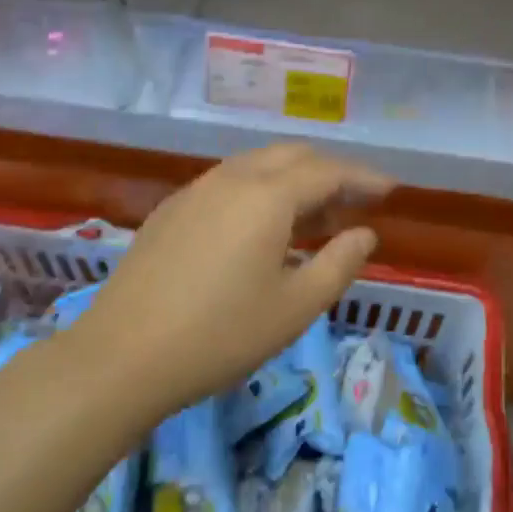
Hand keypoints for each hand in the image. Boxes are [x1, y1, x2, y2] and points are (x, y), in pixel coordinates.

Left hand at [80, 144, 393, 416]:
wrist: (122, 354)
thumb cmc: (220, 335)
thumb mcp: (295, 307)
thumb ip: (339, 264)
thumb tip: (364, 233)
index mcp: (268, 196)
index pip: (329, 171)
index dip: (364, 177)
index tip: (390, 190)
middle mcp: (233, 178)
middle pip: (293, 156)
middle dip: (329, 172)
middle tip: (354, 203)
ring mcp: (197, 189)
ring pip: (258, 165)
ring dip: (293, 180)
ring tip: (314, 215)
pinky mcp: (172, 208)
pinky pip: (229, 181)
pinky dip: (260, 190)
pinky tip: (260, 227)